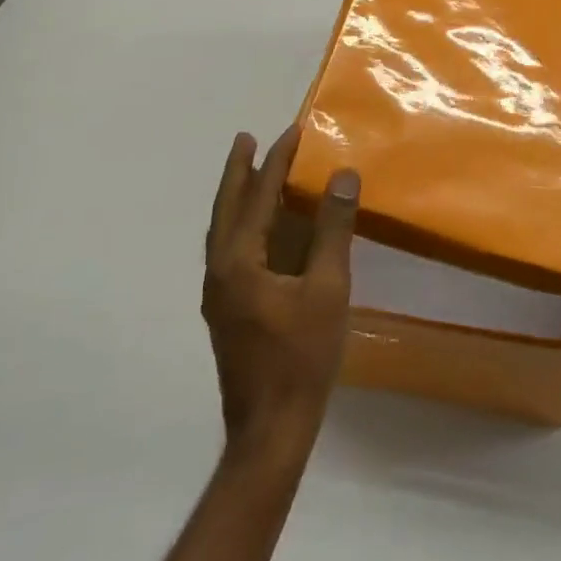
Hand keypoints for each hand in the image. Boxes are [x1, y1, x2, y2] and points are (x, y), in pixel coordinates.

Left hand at [202, 127, 359, 459]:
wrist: (270, 429)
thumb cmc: (302, 356)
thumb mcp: (327, 288)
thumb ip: (332, 230)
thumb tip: (341, 176)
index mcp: (238, 262)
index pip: (257, 198)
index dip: (275, 162)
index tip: (291, 132)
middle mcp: (219, 272)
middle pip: (226, 209)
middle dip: (239, 172)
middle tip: (247, 140)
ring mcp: (218, 294)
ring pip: (223, 232)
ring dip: (237, 198)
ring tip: (251, 174)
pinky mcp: (227, 311)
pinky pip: (230, 251)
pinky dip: (242, 226)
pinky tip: (260, 230)